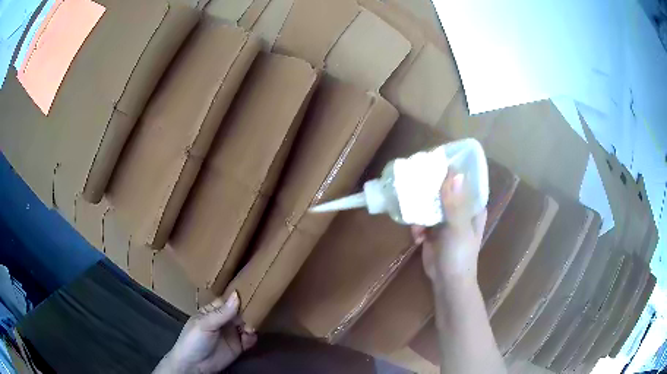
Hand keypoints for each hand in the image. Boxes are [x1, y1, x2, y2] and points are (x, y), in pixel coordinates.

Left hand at [154, 291, 256, 373]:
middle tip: (257, 311)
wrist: (194, 365)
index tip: (252, 291)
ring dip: (252, 324)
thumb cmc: (194, 340)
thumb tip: (237, 294)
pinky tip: (250, 337)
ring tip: (251, 328)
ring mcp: (232, 334)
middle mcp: (224, 320)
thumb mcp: (205, 324)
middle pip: (240, 312)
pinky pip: (250, 339)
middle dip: (249, 311)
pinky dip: (253, 337)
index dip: (239, 297)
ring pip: (247, 324)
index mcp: (213, 311)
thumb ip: (222, 313)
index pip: (228, 300)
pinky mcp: (239, 346)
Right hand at [411, 171, 486, 283]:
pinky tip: (417, 237)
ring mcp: (444, 220)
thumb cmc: (460, 256)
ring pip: (429, 203)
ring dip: (420, 209)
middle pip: (443, 190)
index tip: (434, 161)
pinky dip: (416, 226)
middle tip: (414, 180)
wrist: (447, 282)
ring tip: (415, 217)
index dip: (450, 170)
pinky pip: (420, 219)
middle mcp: (459, 210)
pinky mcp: (431, 231)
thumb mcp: (458, 228)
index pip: (462, 181)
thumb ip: (454, 202)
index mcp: (471, 207)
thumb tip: (453, 172)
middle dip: (429, 187)